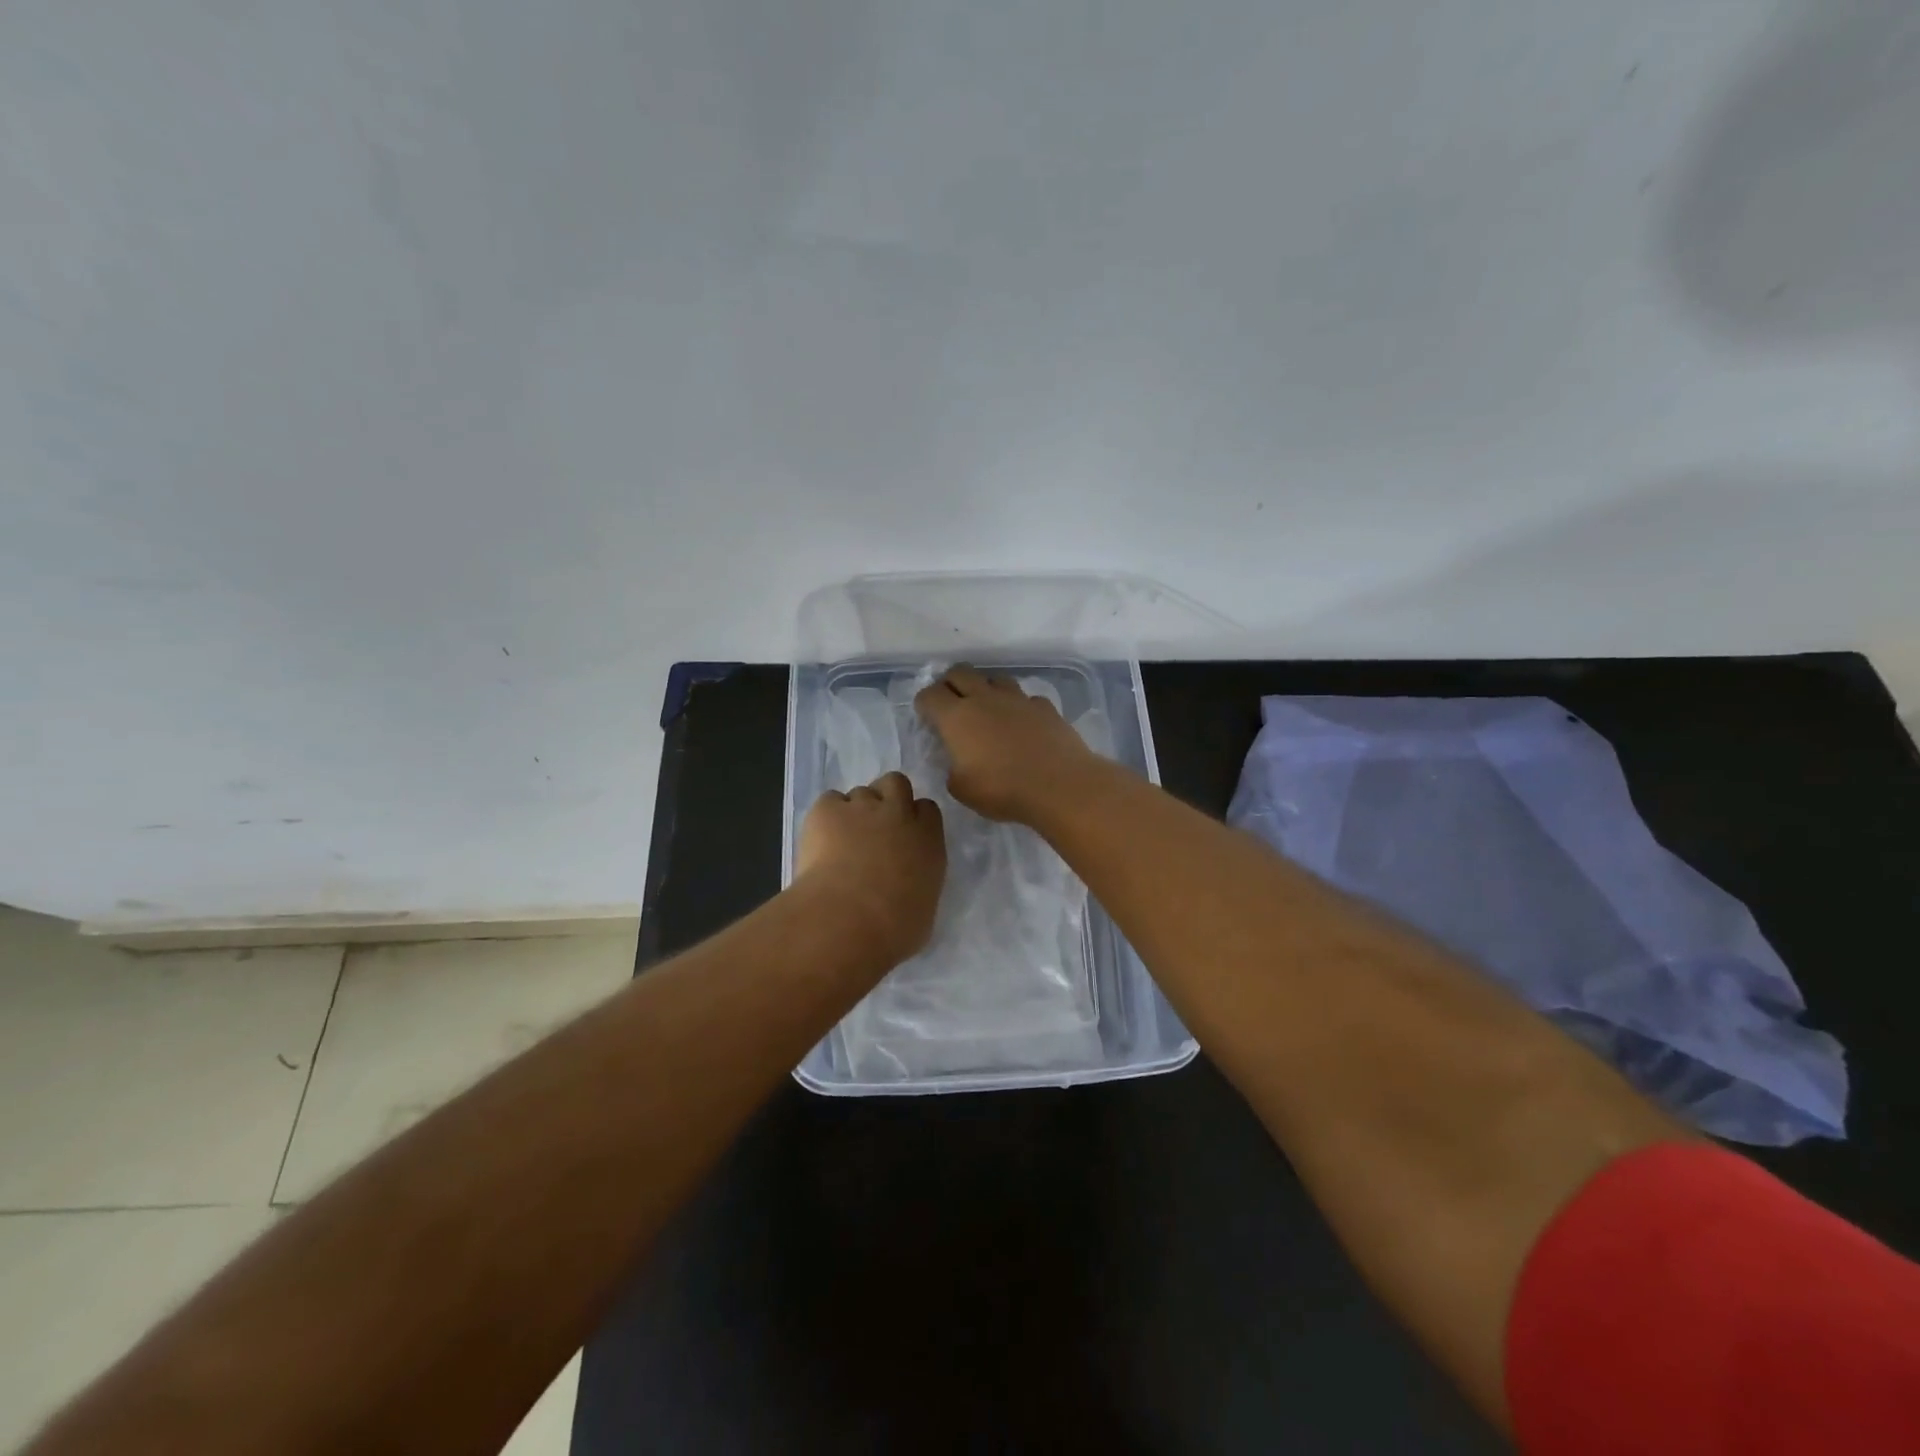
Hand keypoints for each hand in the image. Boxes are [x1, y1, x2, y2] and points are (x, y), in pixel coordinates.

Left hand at [796, 771, 945, 965]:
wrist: (848, 920)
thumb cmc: (894, 929)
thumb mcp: (923, 910)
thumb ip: (918, 884)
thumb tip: (907, 886)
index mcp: (928, 840)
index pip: (927, 810)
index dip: (914, 818)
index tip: (903, 837)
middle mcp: (899, 815)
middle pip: (896, 783)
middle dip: (886, 798)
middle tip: (874, 826)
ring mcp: (861, 807)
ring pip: (860, 792)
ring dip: (854, 810)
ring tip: (841, 839)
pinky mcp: (827, 810)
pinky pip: (829, 801)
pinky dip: (826, 816)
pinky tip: (820, 839)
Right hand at [914, 666, 1104, 823]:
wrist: (1059, 785)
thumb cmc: (1002, 790)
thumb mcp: (961, 789)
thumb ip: (952, 769)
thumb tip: (957, 761)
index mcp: (957, 717)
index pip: (930, 695)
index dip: (924, 704)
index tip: (927, 718)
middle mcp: (985, 699)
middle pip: (960, 672)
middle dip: (950, 683)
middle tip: (951, 704)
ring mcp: (1017, 699)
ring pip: (995, 678)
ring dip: (986, 689)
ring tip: (988, 710)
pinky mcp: (1045, 707)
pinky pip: (1026, 698)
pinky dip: (1019, 707)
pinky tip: (1022, 724)